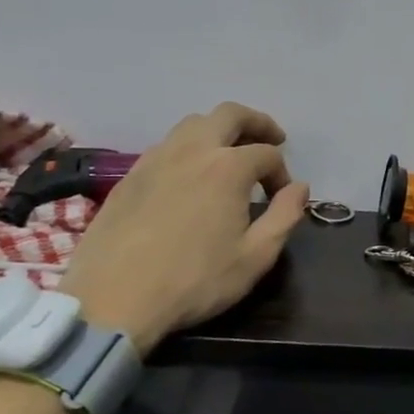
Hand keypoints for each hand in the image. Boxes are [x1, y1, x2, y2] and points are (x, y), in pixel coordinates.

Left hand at [56, 103, 308, 350]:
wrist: (114, 298)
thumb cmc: (195, 280)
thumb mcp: (256, 257)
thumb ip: (285, 216)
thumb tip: (299, 188)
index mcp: (228, 168)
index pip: (267, 154)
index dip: (282, 173)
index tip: (282, 198)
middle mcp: (192, 150)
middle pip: (229, 114)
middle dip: (256, 123)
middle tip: (271, 140)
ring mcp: (155, 159)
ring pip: (192, 124)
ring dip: (219, 131)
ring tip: (230, 155)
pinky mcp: (129, 176)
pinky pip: (166, 146)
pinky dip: (188, 149)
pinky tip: (190, 176)